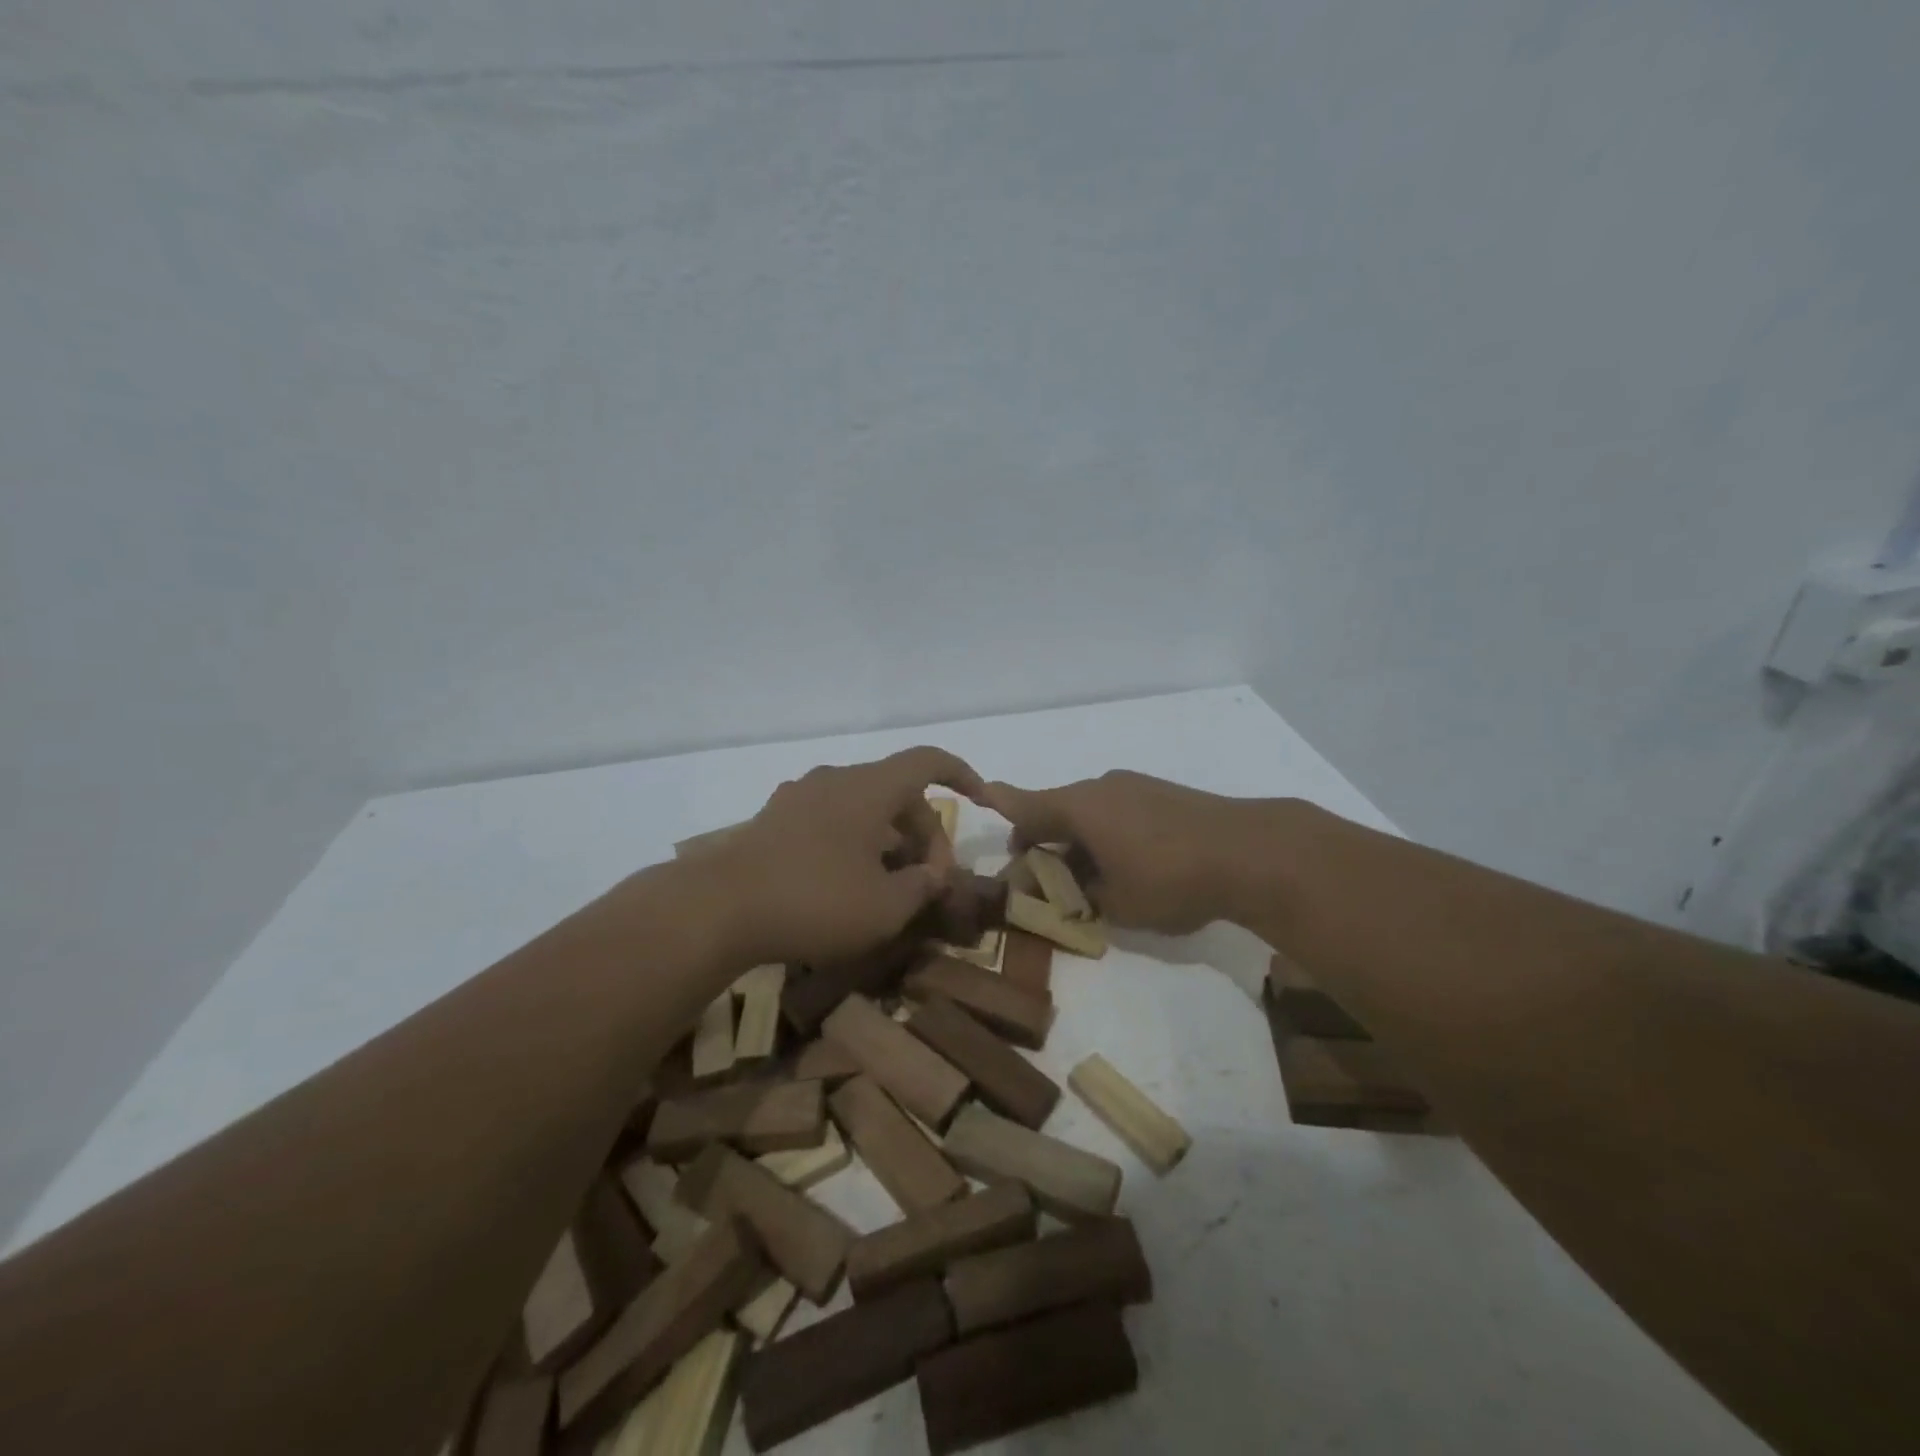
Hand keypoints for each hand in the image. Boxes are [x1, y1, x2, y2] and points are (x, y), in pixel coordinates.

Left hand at [707, 746, 986, 966]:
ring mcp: (801, 797)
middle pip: (898, 791)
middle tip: (931, 880)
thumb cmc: (815, 901)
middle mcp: (837, 780)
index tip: (982, 801)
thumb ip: (922, 886)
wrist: (717, 908)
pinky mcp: (775, 819)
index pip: (929, 761)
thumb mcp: (885, 907)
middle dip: (925, 831)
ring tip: (893, 885)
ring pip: (864, 806)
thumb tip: (934, 874)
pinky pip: (833, 819)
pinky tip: (849, 882)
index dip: (963, 775)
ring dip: (890, 838)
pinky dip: (856, 841)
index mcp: (870, 787)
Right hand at [983, 770, 1278, 934]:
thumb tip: (1069, 889)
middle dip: (1043, 840)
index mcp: (1079, 807)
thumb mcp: (1116, 903)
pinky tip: (1127, 862)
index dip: (1001, 805)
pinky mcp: (1163, 793)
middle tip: (1043, 878)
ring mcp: (1135, 787)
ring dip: (1078, 839)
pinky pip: (1118, 810)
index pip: (1025, 805)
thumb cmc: (1170, 879)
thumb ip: (1082, 896)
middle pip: (1057, 809)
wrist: (1251, 851)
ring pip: (1090, 811)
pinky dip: (1107, 832)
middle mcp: (1101, 787)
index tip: (981, 798)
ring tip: (1090, 878)